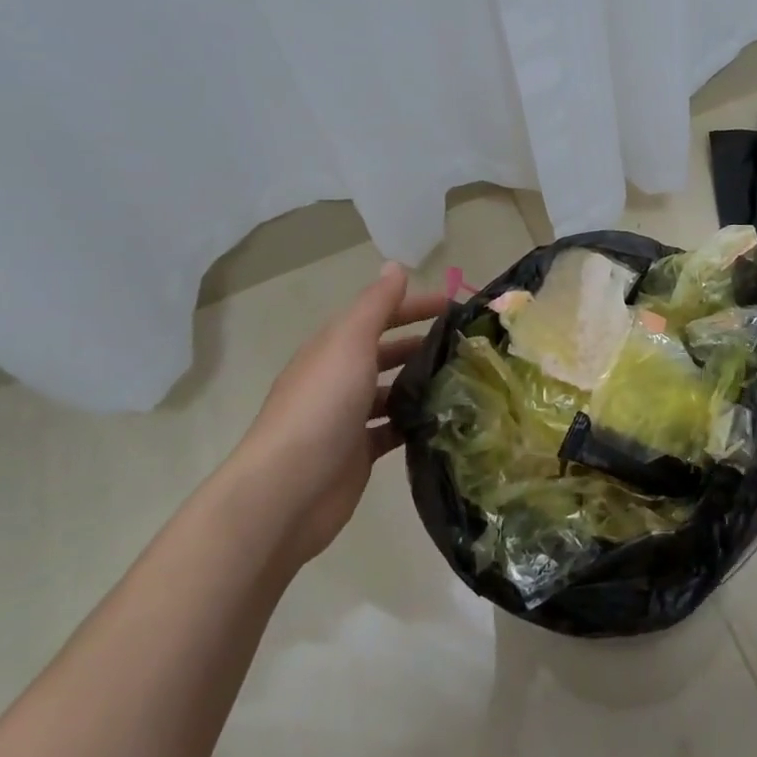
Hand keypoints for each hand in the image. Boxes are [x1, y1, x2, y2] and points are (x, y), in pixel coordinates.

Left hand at [236, 262, 446, 560]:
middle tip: (468, 346)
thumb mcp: (349, 343)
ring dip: (422, 384)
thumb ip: (375, 305)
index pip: (379, 315)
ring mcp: (348, 419)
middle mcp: (339, 379)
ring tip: (465, 382)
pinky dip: (416, 422)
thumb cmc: (321, 406)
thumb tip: (395, 265)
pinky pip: (394, 430)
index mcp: (333, 348)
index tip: (456, 307)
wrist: (288, 491)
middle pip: (387, 352)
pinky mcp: (359, 453)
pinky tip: (446, 420)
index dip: (415, 306)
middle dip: (423, 344)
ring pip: (393, 392)